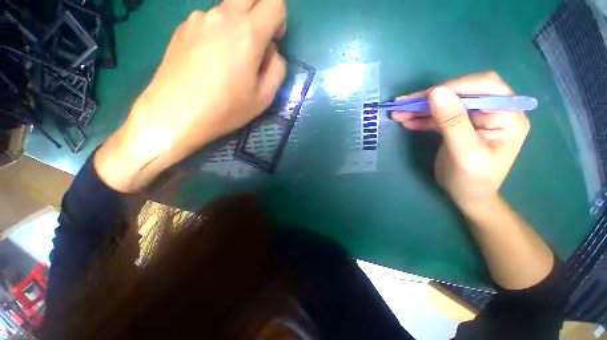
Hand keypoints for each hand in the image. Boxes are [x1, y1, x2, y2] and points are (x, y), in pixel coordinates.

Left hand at [95, 0, 286, 191]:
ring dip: (238, 26)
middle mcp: (222, 15)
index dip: (280, 20)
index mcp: (247, 33)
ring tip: (230, 60)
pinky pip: (209, 21)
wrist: (175, 114)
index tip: (274, 41)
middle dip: (262, 12)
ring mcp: (198, 18)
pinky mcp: (182, 27)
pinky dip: (218, 33)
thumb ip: (277, 69)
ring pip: (229, 9)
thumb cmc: (225, 109)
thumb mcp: (264, 98)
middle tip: (258, 41)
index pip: (274, 3)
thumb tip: (272, 52)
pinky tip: (210, 60)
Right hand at [392, 72, 529, 214]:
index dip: (453, 87)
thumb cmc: (472, 180)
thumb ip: (452, 122)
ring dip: (421, 108)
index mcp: (507, 115)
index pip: (483, 86)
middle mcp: (493, 111)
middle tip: (402, 104)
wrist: (468, 197)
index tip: (423, 98)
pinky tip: (406, 121)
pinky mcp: (458, 125)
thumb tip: (437, 91)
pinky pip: (439, 116)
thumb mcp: (463, 152)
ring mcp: (474, 118)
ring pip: (445, 103)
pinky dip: (421, 118)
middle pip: (460, 92)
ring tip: (397, 113)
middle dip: (430, 98)